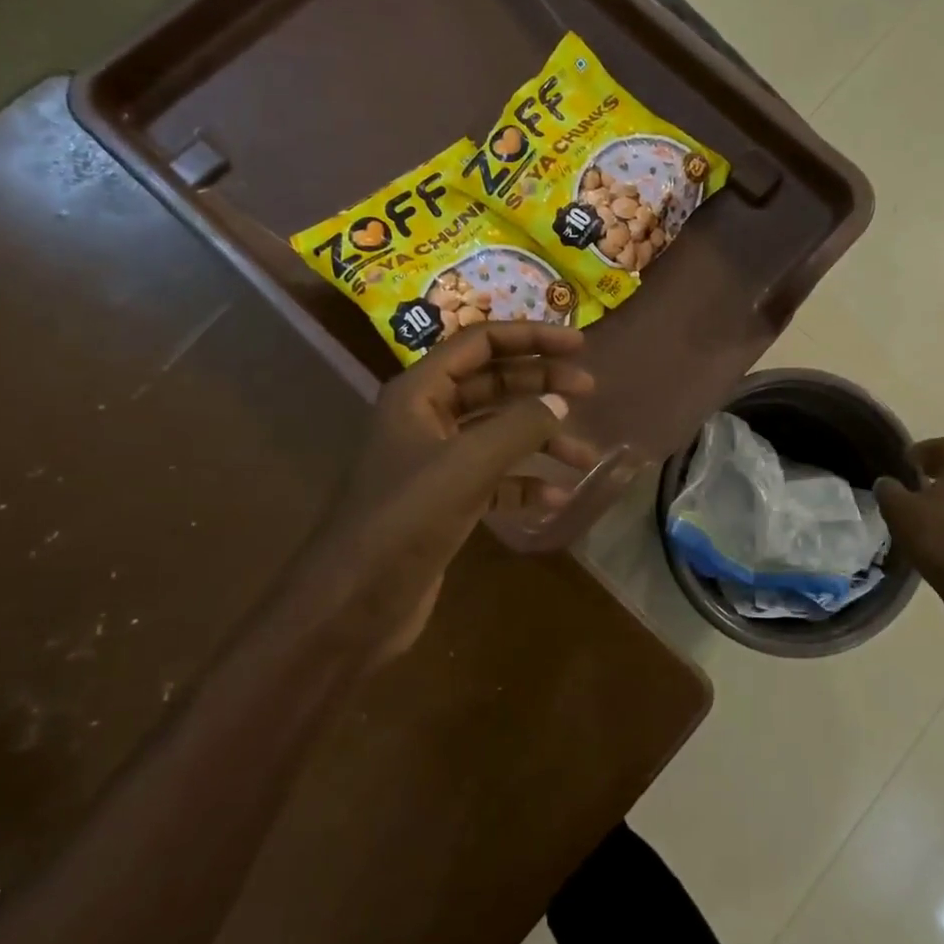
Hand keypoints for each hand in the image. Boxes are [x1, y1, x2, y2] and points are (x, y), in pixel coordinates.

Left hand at [302, 323, 597, 660]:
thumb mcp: (467, 464)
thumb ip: (519, 426)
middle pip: (493, 383)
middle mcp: (427, 418)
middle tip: (590, 389)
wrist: (353, 605)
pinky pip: (495, 478)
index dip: (531, 337)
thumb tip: (559, 402)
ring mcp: (436, 461)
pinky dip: (526, 483)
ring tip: (587, 456)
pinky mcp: (446, 501)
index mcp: (420, 393)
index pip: (480, 344)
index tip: (579, 344)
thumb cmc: (405, 520)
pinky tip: (557, 497)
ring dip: (543, 440)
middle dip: (541, 384)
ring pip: (499, 433)